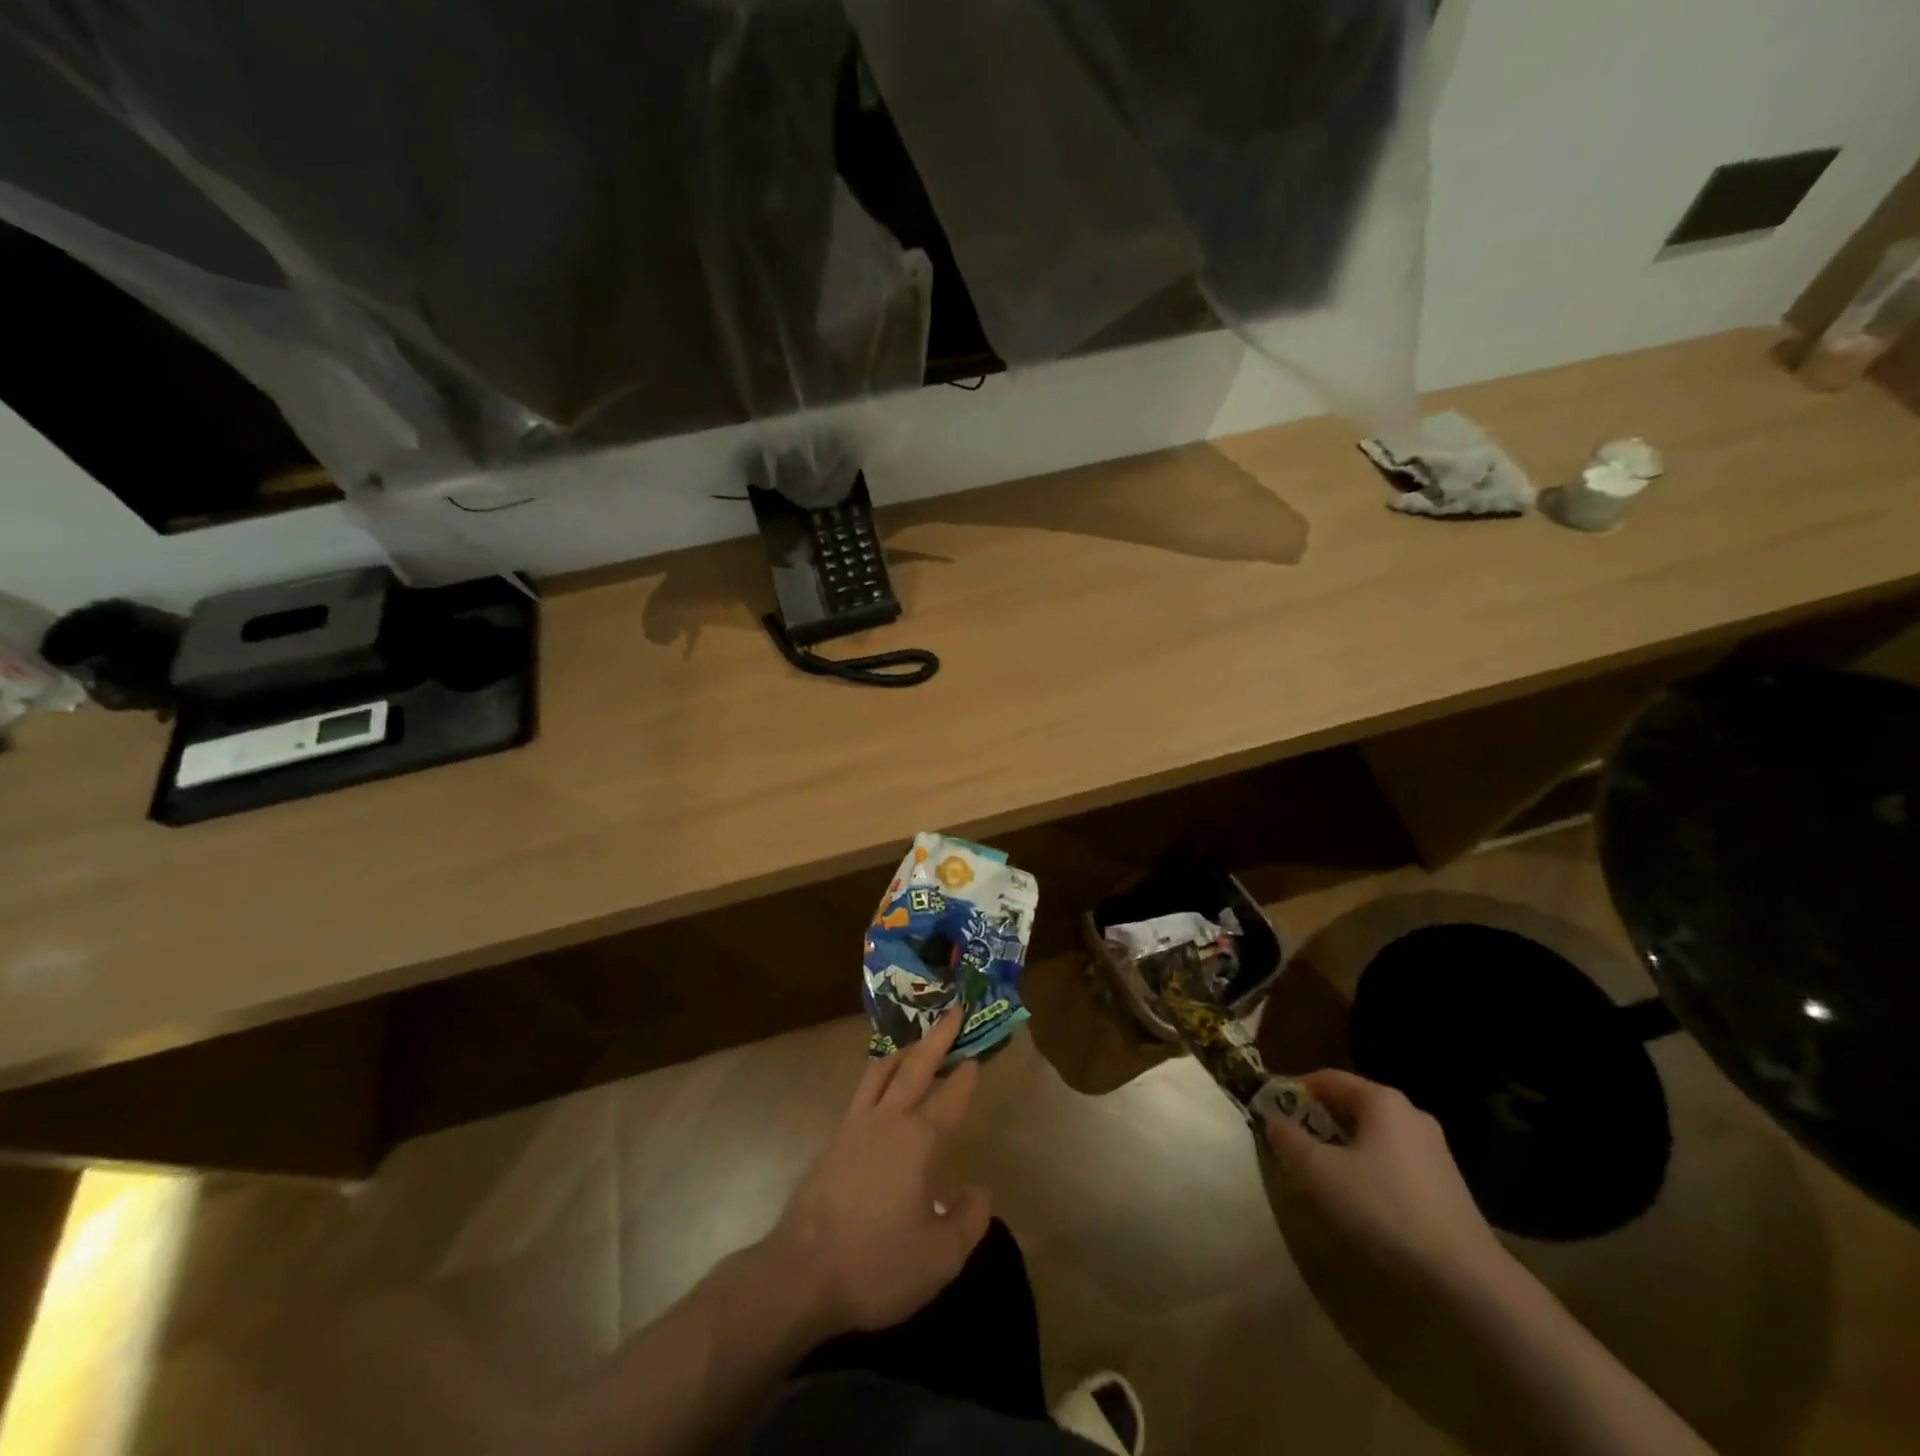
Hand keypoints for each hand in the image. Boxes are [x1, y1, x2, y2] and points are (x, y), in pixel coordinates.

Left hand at [770, 1010, 991, 1335]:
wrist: (801, 1272)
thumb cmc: (875, 1264)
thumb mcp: (938, 1258)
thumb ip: (968, 1220)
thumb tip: (980, 1190)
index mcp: (918, 1141)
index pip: (950, 1099)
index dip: (965, 1079)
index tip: (976, 1058)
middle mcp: (887, 1121)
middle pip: (915, 1066)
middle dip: (937, 1037)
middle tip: (953, 1011)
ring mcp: (855, 1126)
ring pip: (882, 1071)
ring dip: (904, 1051)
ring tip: (916, 1042)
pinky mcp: (833, 1140)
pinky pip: (862, 1090)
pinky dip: (879, 1074)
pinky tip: (881, 1086)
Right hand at [1263, 1070, 1509, 1296]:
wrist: (1467, 1276)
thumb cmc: (1385, 1208)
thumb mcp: (1320, 1173)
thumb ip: (1289, 1140)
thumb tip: (1272, 1119)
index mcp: (1381, 1100)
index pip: (1326, 1078)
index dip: (1294, 1092)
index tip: (1273, 1113)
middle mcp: (1409, 1113)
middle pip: (1351, 1104)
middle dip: (1318, 1120)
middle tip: (1293, 1144)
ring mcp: (1433, 1147)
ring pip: (1372, 1133)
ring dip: (1343, 1145)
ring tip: (1322, 1173)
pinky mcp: (1445, 1180)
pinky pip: (1393, 1158)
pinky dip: (1369, 1165)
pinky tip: (1361, 1198)